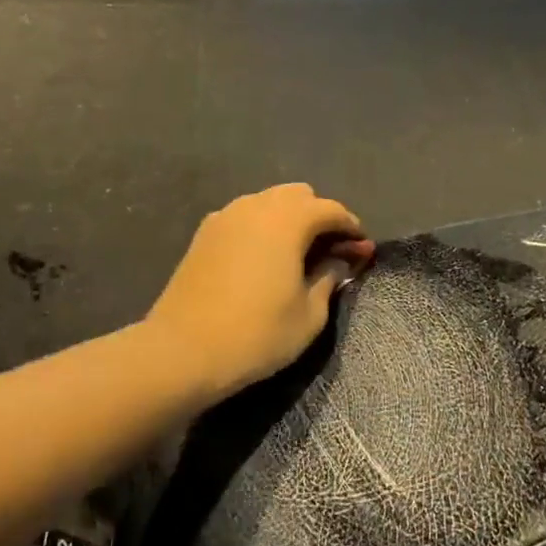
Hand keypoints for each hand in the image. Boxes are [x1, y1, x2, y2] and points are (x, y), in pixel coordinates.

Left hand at [148, 184, 375, 397]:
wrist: (183, 350)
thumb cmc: (257, 334)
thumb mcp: (309, 314)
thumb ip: (329, 277)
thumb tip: (339, 259)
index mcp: (288, 219)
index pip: (331, 209)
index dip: (351, 228)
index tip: (361, 250)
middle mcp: (256, 205)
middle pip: (298, 195)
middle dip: (319, 216)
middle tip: (330, 251)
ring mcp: (225, 216)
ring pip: (268, 201)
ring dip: (289, 218)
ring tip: (297, 254)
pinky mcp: (204, 233)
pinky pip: (244, 216)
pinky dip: (262, 227)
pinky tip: (263, 257)